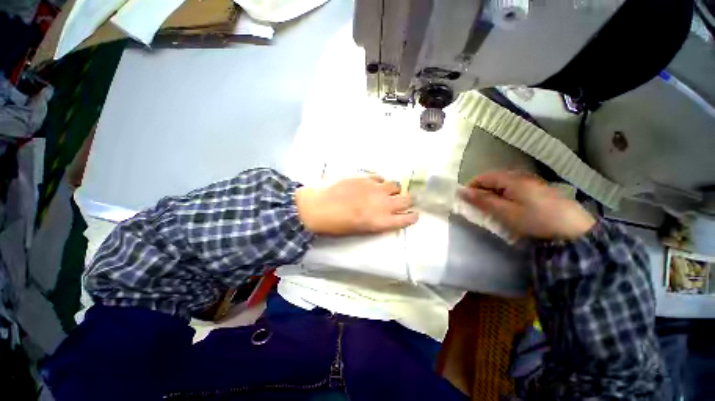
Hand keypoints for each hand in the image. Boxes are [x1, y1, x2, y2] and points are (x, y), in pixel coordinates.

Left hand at [295, 176, 418, 235]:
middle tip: (402, 201)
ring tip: (387, 192)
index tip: (413, 215)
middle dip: (408, 201)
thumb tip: (387, 216)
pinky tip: (374, 185)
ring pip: (396, 185)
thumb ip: (378, 222)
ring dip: (394, 190)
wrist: (317, 207)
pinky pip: (381, 178)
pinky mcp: (365, 177)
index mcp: (381, 221)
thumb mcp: (360, 231)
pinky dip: (381, 182)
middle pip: (407, 199)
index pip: (407, 218)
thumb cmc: (336, 226)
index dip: (412, 217)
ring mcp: (374, 188)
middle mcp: (382, 204)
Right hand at [459, 171, 595, 239]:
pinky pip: (515, 188)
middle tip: (477, 206)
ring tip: (491, 208)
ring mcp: (533, 182)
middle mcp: (522, 176)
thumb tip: (462, 191)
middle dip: (482, 191)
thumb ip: (483, 200)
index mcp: (512, 179)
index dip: (471, 186)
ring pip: (504, 184)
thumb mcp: (505, 212)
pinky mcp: (539, 190)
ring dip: (493, 194)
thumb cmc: (535, 220)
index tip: (465, 200)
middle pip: (494, 179)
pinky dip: (505, 196)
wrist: (575, 231)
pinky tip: (509, 207)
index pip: (484, 177)